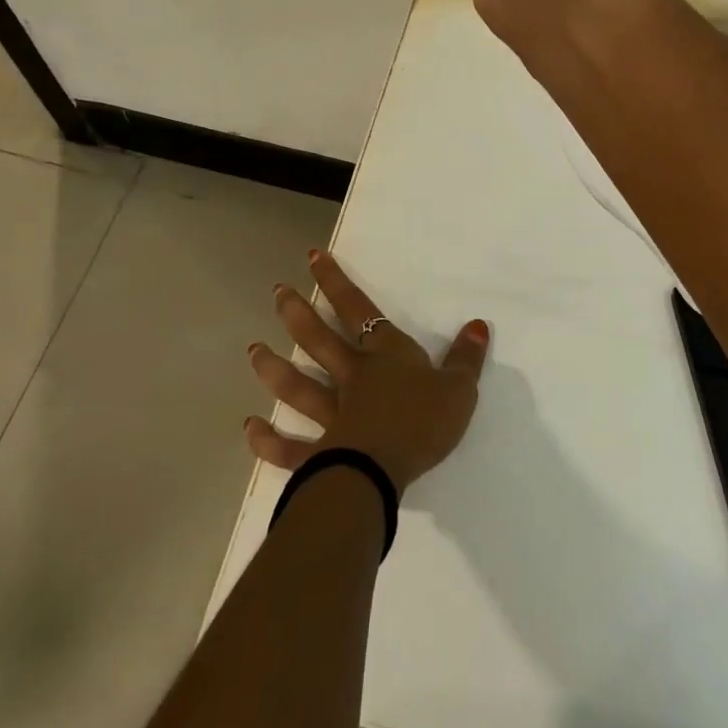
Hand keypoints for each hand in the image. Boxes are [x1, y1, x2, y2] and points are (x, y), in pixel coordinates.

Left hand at [245, 251, 488, 490]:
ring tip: (253, 351)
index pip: (358, 309)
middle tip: (277, 293)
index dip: (335, 282)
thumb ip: (467, 358)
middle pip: (319, 339)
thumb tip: (478, 324)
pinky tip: (250, 427)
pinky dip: (268, 440)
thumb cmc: (422, 423)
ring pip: (296, 386)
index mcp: (385, 356)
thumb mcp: (459, 390)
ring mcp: (332, 414)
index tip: (313, 258)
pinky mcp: (320, 453)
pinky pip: (291, 447)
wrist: (383, 470)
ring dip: (273, 368)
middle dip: (297, 313)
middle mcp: (353, 376)